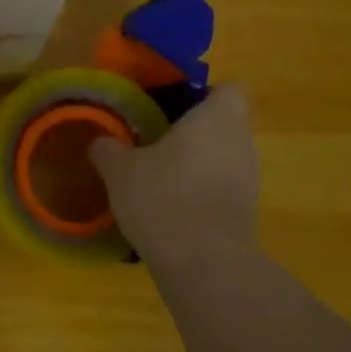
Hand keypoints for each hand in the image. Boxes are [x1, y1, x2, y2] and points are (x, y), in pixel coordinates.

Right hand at [89, 83, 259, 263]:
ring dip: (198, 161)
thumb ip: (109, 149)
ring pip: (224, 156)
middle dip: (195, 130)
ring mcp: (249, 178)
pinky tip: (171, 205)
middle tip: (155, 140)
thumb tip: (101, 141)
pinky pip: (223, 186)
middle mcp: (241, 142)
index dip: (203, 94)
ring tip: (160, 175)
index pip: (228, 89)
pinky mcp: (246, 210)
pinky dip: (202, 190)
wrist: (202, 262)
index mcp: (216, 118)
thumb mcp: (119, 170)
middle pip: (225, 124)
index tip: (173, 106)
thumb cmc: (162, 197)